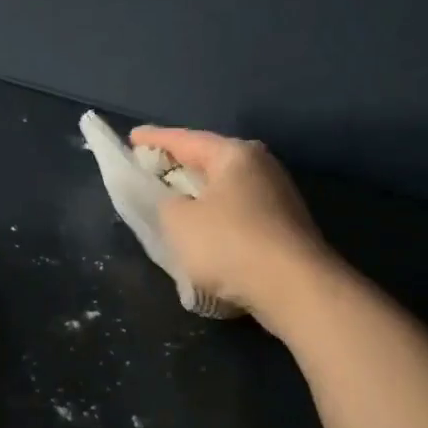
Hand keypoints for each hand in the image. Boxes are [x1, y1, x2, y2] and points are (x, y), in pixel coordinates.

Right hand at [129, 126, 335, 330]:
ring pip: (225, 188)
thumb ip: (163, 202)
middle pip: (210, 160)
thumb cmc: (229, 245)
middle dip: (180, 165)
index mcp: (234, 154)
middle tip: (151, 169)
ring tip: (174, 203)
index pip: (185, 139)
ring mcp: (278, 196)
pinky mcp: (285, 227)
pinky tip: (205, 233)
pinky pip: (239, 212)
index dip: (154, 139)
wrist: (295, 289)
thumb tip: (173, 201)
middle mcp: (261, 166)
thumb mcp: (178, 221)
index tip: (132, 138)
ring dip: (199, 195)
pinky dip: (217, 217)